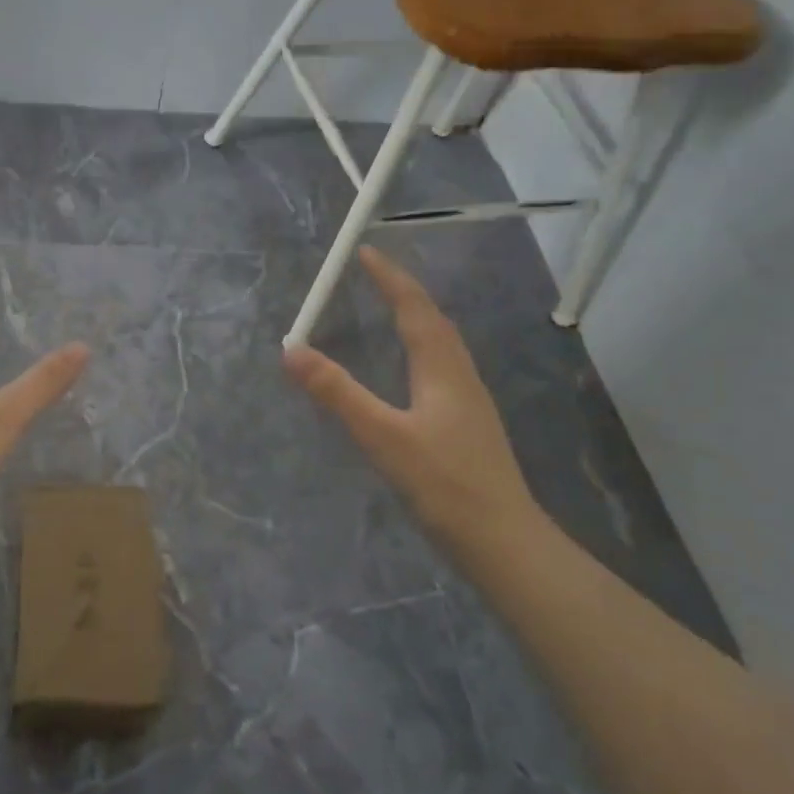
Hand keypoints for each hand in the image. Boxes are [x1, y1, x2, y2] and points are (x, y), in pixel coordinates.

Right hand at [283, 247, 538, 548]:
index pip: (414, 308)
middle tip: (374, 276)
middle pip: (434, 321)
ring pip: (442, 345)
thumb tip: (291, 350)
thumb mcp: (382, 436)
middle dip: (404, 292)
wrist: (502, 540)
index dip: (390, 278)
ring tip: (391, 310)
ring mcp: (469, 403)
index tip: (365, 252)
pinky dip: (421, 350)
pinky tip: (411, 371)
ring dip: (417, 319)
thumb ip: (337, 393)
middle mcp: (460, 376)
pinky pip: (441, 368)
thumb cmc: (443, 484)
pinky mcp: (467, 426)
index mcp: (442, 369)